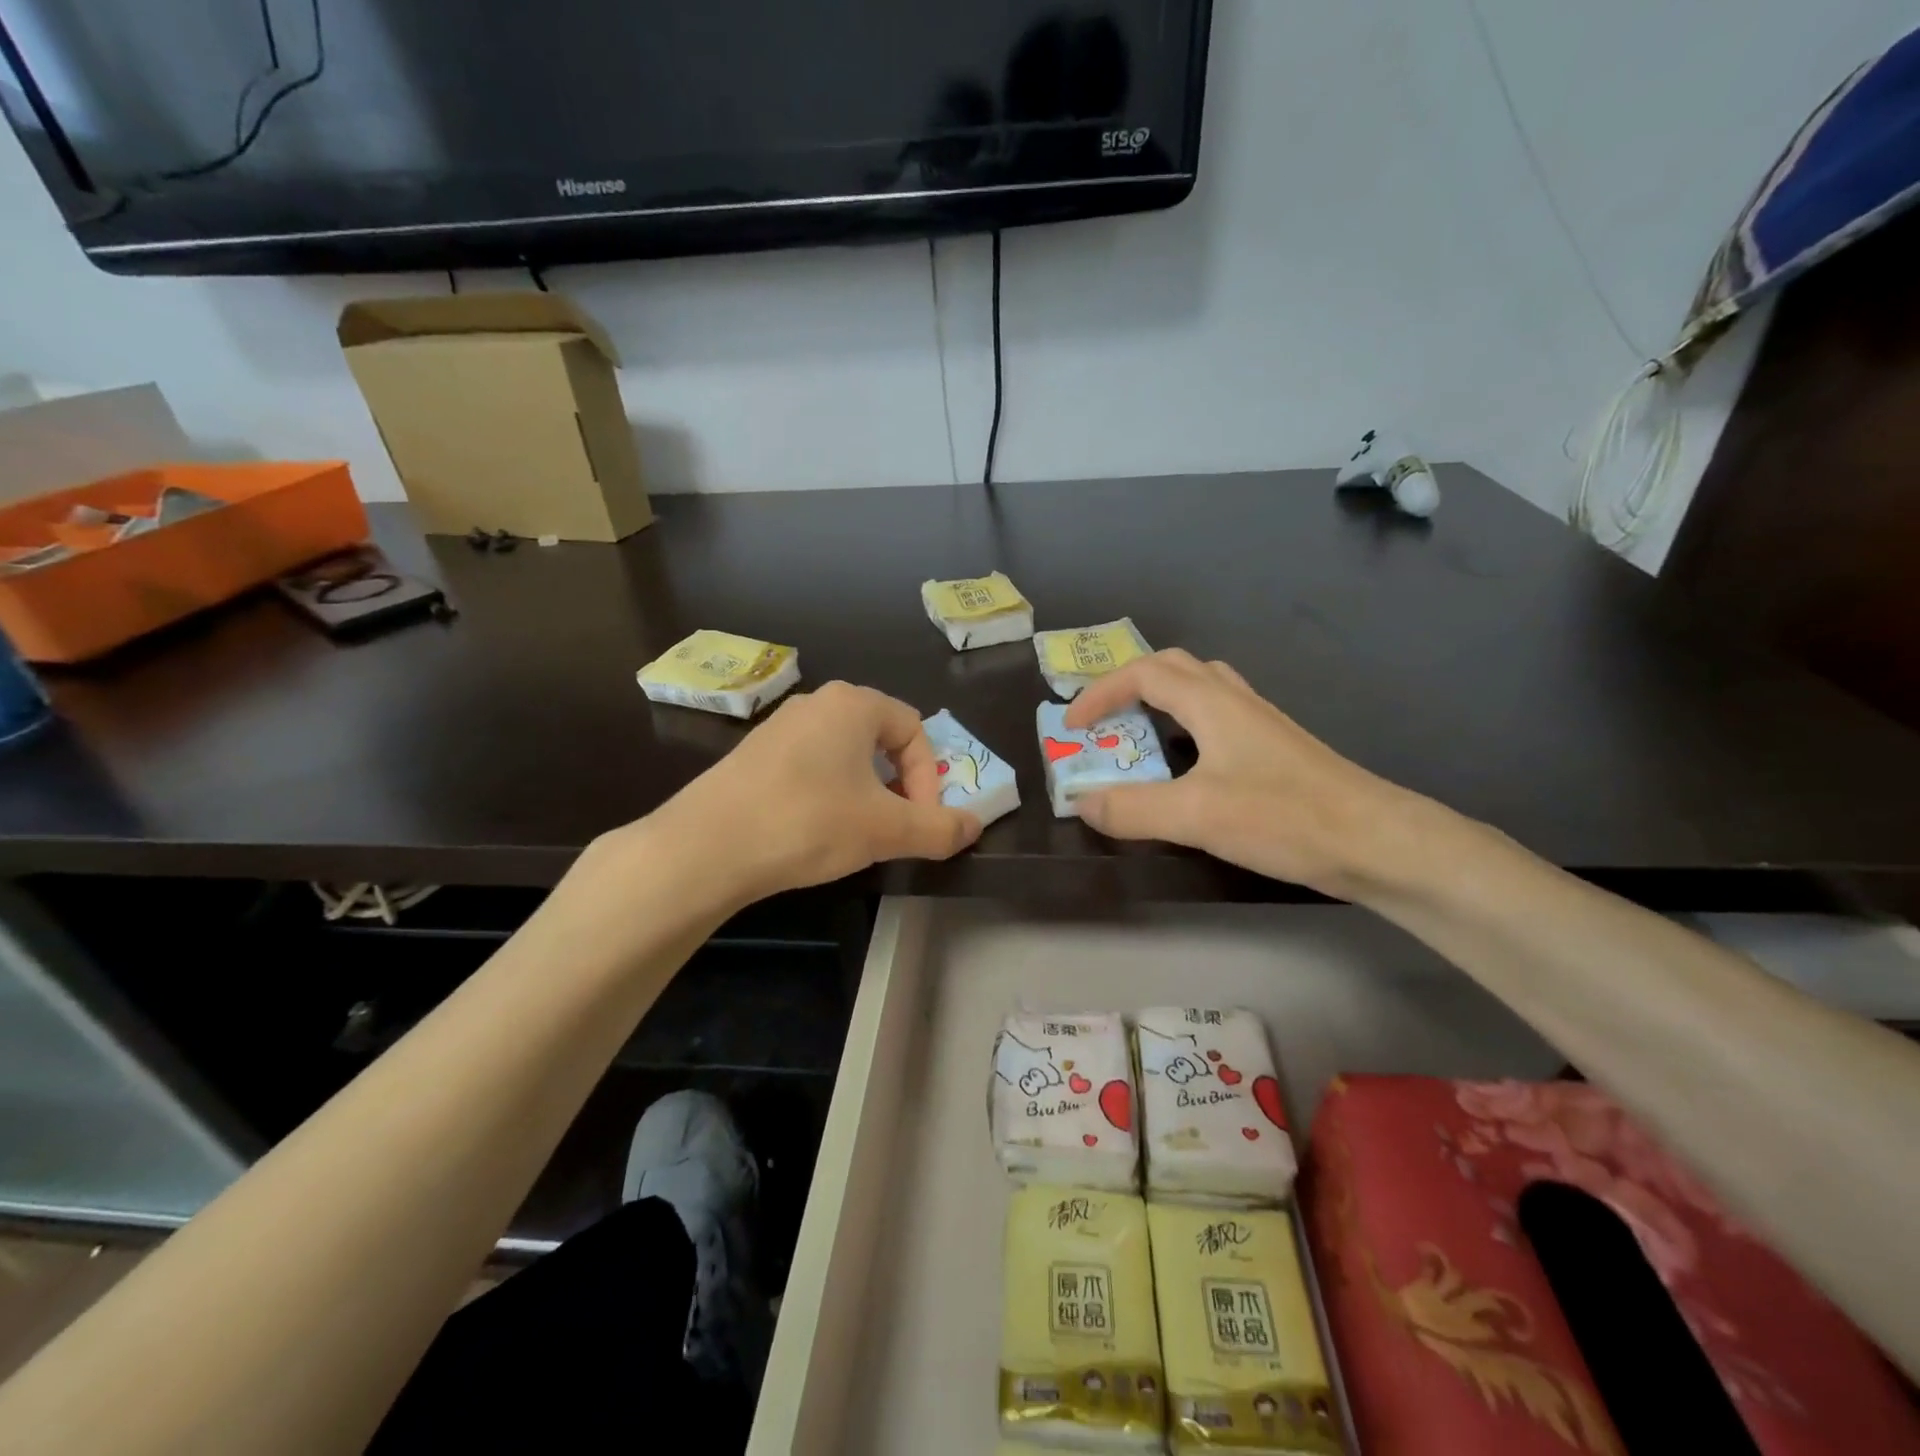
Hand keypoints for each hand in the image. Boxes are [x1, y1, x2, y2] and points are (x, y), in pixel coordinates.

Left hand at [642, 681, 981, 904]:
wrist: (707, 846)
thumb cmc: (809, 822)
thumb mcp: (885, 830)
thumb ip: (938, 828)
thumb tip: (973, 827)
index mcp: (853, 704)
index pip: (915, 731)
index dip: (929, 778)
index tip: (920, 822)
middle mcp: (816, 703)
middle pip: (880, 739)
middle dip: (899, 785)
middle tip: (895, 826)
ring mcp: (779, 727)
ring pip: (844, 755)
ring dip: (865, 792)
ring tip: (857, 833)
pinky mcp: (752, 755)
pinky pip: (809, 766)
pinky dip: (827, 794)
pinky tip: (813, 830)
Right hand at [1064, 650, 1421, 897]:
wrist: (1375, 841)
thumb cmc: (1284, 817)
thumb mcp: (1196, 815)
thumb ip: (1132, 809)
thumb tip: (1082, 803)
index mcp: (1212, 703)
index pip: (1144, 673)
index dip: (1101, 692)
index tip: (1073, 725)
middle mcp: (1236, 701)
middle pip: (1174, 668)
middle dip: (1129, 686)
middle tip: (1104, 721)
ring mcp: (1261, 724)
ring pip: (1201, 690)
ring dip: (1161, 702)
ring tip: (1139, 735)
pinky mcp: (1276, 751)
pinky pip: (1218, 720)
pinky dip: (1186, 727)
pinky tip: (1188, 765)